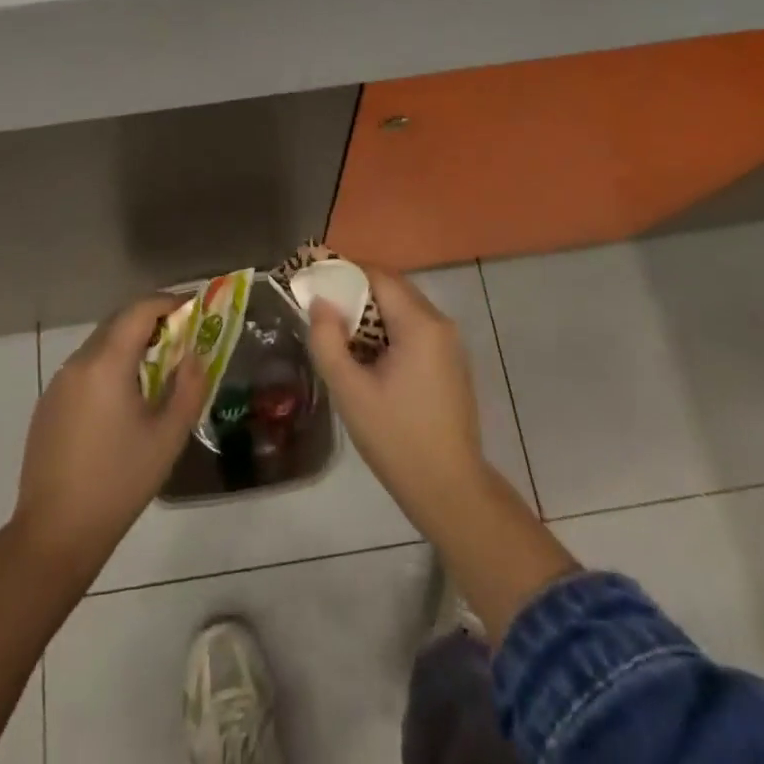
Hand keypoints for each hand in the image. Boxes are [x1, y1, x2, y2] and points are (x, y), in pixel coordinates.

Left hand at [13, 294, 211, 572]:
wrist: (55, 534)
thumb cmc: (119, 482)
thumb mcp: (168, 436)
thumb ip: (189, 387)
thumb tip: (196, 355)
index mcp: (106, 363)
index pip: (140, 310)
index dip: (169, 302)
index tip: (194, 309)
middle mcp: (78, 362)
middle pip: (118, 322)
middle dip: (152, 321)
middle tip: (182, 337)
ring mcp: (59, 383)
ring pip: (100, 344)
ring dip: (130, 344)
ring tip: (158, 369)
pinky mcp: (48, 404)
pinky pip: (85, 368)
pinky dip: (110, 365)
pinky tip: (123, 399)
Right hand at [308, 268, 490, 529]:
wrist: (450, 490)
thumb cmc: (396, 438)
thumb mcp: (350, 390)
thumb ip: (328, 340)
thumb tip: (320, 302)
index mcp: (420, 324)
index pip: (378, 276)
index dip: (344, 273)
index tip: (314, 280)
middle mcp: (440, 324)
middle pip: (392, 289)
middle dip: (355, 294)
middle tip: (320, 309)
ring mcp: (449, 344)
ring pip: (403, 310)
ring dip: (370, 315)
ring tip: (338, 335)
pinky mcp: (450, 363)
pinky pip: (414, 331)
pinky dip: (388, 332)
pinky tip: (366, 359)